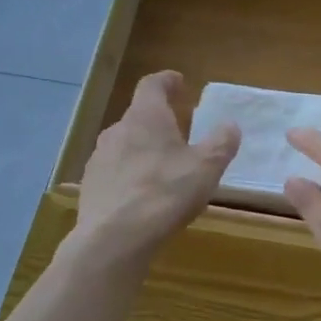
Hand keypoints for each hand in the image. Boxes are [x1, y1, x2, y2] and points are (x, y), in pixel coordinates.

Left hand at [74, 71, 237, 263]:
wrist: (114, 239)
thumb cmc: (166, 193)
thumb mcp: (207, 167)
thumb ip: (221, 142)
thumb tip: (230, 125)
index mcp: (146, 117)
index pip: (152, 85)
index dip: (167, 81)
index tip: (179, 83)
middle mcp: (117, 131)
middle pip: (139, 117)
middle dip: (159, 122)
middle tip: (179, 133)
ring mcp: (99, 159)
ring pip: (125, 145)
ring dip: (144, 149)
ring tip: (164, 168)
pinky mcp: (91, 187)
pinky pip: (116, 172)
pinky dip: (131, 175)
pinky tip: (144, 196)